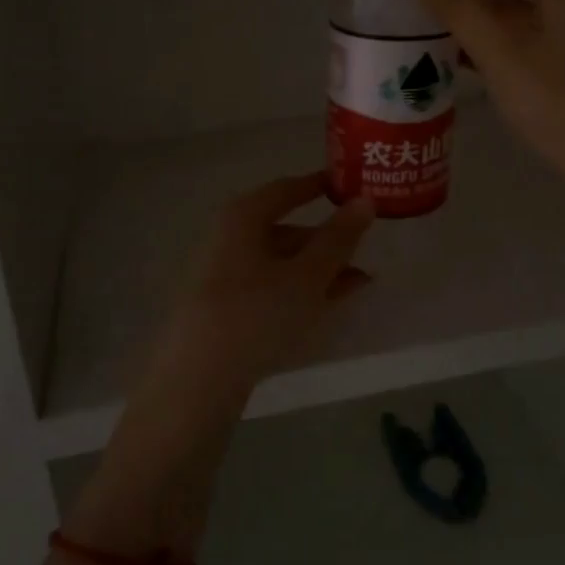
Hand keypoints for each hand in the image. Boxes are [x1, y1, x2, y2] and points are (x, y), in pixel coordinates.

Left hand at [137, 172, 373, 418]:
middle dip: (327, 238)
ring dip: (320, 268)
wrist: (198, 378)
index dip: (319, 186)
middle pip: (284, 228)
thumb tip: (364, 201)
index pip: (287, 189)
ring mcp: (224, 274)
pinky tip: (330, 302)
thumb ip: (338, 238)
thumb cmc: (257, 312)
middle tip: (365, 244)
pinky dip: (301, 289)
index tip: (350, 186)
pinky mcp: (225, 308)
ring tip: (360, 280)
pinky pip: (270, 286)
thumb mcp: (307, 275)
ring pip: (281, 261)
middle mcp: (229, 238)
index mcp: (243, 216)